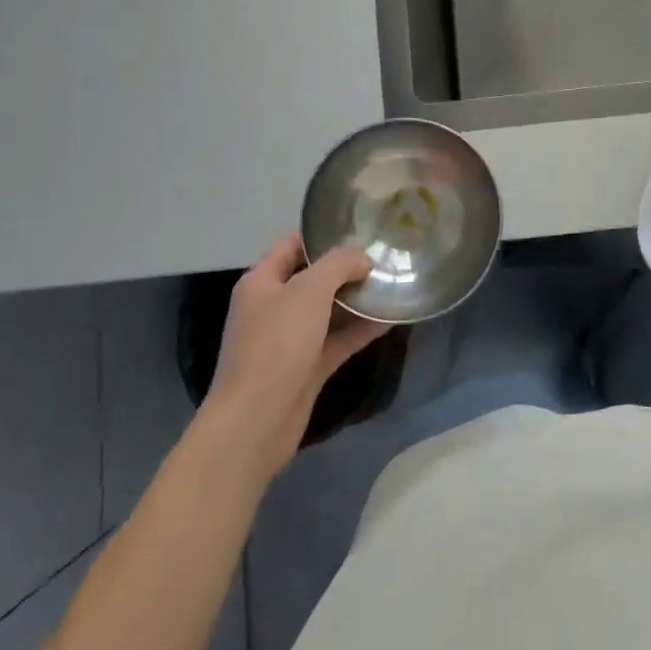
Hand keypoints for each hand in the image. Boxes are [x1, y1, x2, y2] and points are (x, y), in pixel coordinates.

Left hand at [201, 235, 387, 482]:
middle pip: (314, 277)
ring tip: (394, 282)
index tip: (361, 227)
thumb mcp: (309, 291)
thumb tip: (362, 258)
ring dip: (358, 299)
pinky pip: (337, 339)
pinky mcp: (306, 367)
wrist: (256, 422)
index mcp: (262, 281)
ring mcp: (290, 339)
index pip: (293, 244)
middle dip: (348, 268)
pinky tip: (391, 318)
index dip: (324, 234)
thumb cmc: (277, 345)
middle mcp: (274, 306)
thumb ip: (339, 265)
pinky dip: (360, 329)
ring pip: (329, 310)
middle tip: (386, 256)